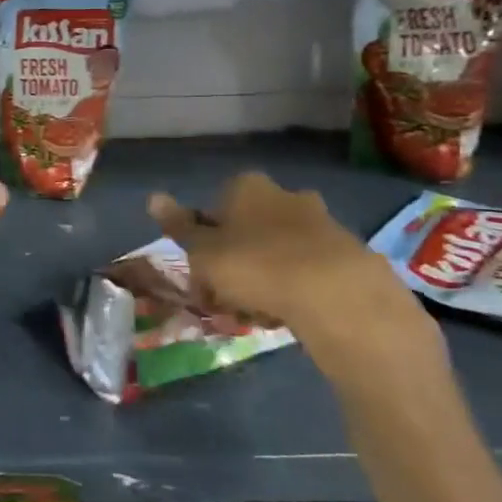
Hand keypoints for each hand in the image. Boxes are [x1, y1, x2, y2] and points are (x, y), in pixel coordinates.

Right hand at [148, 172, 446, 398]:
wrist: (337, 294)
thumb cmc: (255, 265)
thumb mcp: (203, 251)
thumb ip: (179, 226)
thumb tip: (152, 197)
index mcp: (246, 187)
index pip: (215, 208)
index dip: (205, 243)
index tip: (203, 274)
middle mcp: (284, 195)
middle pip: (249, 228)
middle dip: (238, 259)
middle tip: (228, 297)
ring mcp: (321, 222)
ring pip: (279, 249)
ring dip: (266, 275)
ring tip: (259, 313)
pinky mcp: (349, 253)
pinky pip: (309, 269)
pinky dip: (297, 288)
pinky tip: (290, 314)